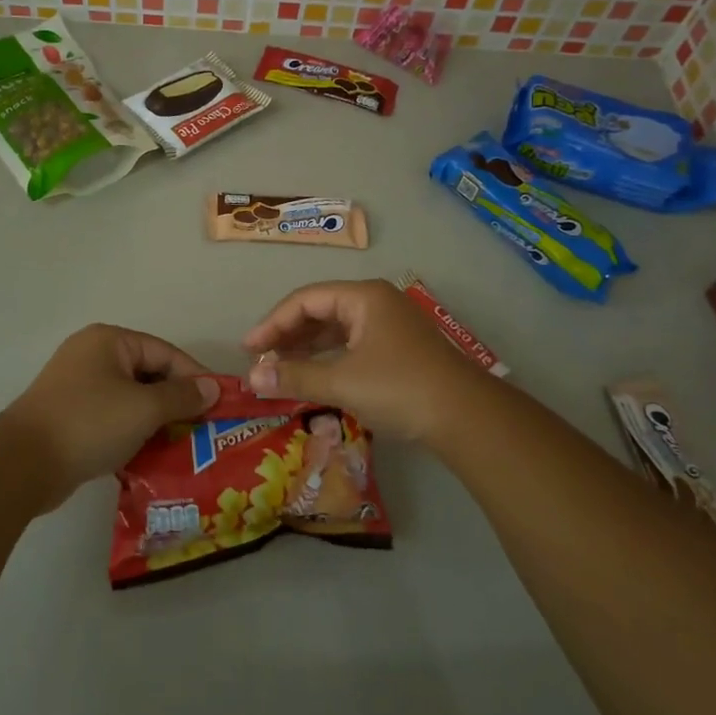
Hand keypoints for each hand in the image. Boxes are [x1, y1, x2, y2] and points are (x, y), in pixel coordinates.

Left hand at [6, 324, 219, 504]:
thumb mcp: (144, 408)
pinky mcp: (70, 415)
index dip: (195, 377)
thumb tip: (212, 389)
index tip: (220, 405)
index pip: (165, 353)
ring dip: (156, 421)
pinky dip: (132, 432)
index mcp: (109, 341)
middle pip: (148, 374)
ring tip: (183, 446)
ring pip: (131, 399)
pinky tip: (151, 456)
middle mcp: (92, 355)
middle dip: (176, 402)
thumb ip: (181, 396)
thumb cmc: (89, 423)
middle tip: (204, 429)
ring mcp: (77, 386)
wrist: (23, 464)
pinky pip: (113, 417)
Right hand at [241, 279, 496, 443]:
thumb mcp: (342, 382)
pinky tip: (313, 376)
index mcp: (363, 297)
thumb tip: (252, 378)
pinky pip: (352, 345)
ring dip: (306, 348)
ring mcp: (390, 326)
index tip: (248, 349)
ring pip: (336, 329)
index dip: (272, 323)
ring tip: (279, 369)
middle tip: (261, 359)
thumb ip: (294, 377)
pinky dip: (328, 359)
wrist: (466, 417)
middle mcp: (376, 303)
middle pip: (320, 310)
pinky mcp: (399, 350)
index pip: (305, 300)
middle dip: (288, 335)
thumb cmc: (400, 388)